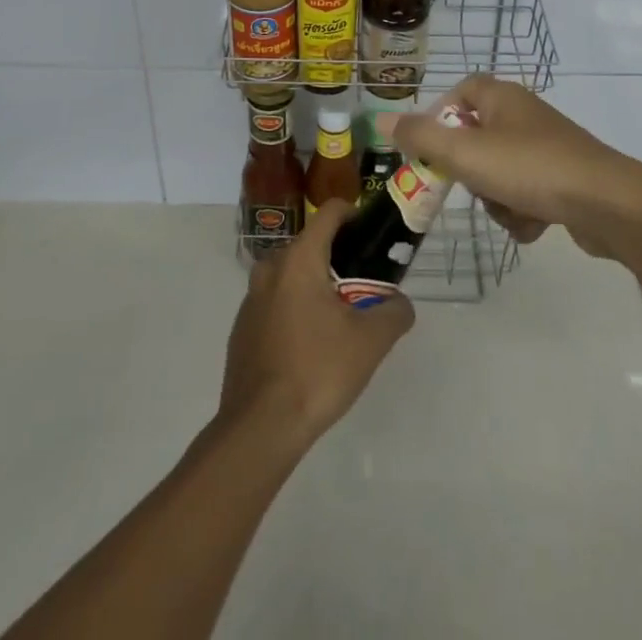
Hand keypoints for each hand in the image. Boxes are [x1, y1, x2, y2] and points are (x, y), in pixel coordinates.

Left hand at [219, 199, 414, 448]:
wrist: (259, 428)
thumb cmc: (317, 371)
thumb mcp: (371, 342)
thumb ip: (394, 312)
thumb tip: (400, 303)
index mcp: (300, 258)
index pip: (330, 212)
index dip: (355, 215)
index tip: (373, 236)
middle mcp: (271, 267)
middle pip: (311, 244)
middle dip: (339, 257)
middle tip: (365, 285)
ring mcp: (251, 298)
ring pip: (292, 275)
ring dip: (316, 285)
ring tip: (341, 319)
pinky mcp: (242, 327)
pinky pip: (276, 302)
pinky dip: (296, 309)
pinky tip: (311, 346)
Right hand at [387, 76, 641, 256]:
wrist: (606, 203)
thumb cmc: (529, 168)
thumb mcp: (465, 152)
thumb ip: (420, 137)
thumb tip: (379, 118)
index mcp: (501, 97)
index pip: (461, 91)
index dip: (441, 116)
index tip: (430, 148)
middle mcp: (524, 115)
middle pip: (476, 138)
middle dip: (470, 171)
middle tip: (471, 185)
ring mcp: (547, 147)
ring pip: (499, 172)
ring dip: (497, 198)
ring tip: (512, 210)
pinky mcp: (565, 178)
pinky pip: (526, 192)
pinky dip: (523, 211)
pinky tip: (535, 223)